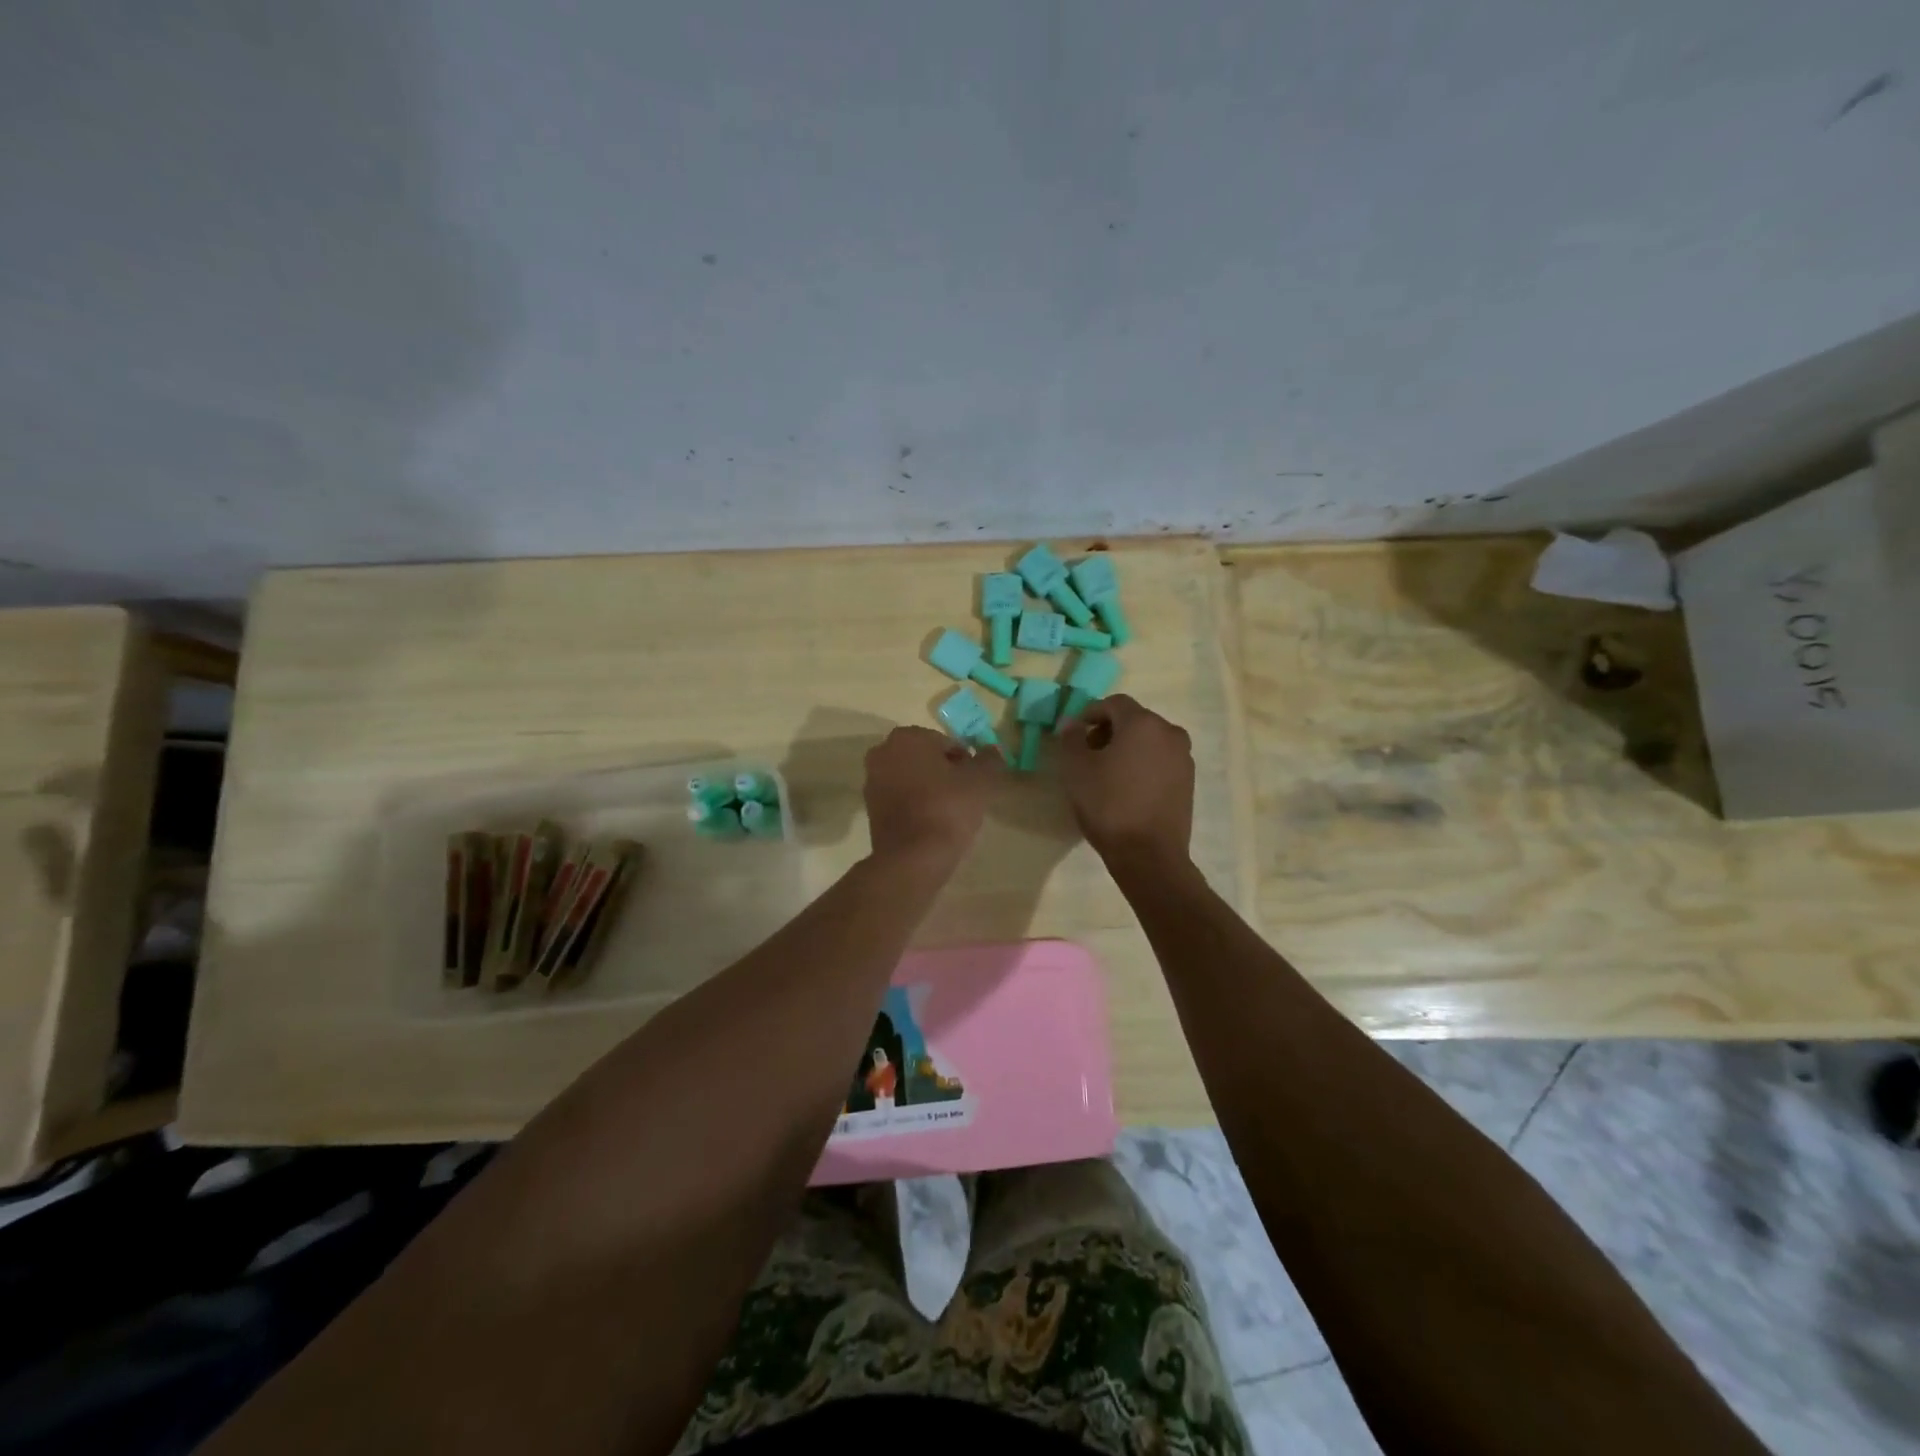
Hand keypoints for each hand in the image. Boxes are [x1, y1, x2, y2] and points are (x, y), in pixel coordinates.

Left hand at [863, 726, 998, 868]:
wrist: (913, 858)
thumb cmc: (947, 809)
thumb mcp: (981, 780)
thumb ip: (989, 759)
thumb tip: (991, 750)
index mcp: (907, 737)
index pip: (947, 743)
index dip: (966, 762)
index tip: (975, 783)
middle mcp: (883, 752)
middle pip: (926, 758)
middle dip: (945, 772)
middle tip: (965, 796)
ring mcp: (872, 781)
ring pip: (912, 778)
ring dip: (930, 788)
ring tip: (950, 812)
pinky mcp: (870, 808)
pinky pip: (901, 798)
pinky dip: (916, 804)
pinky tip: (932, 823)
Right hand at [1057, 695, 1193, 868]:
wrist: (1148, 854)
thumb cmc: (1108, 805)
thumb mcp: (1077, 769)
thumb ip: (1071, 738)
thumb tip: (1071, 722)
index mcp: (1143, 723)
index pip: (1114, 703)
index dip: (1090, 712)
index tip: (1074, 733)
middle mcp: (1169, 733)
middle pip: (1134, 720)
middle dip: (1108, 730)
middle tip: (1087, 752)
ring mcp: (1183, 758)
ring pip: (1149, 741)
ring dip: (1127, 748)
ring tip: (1106, 773)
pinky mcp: (1188, 782)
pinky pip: (1160, 761)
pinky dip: (1142, 765)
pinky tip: (1126, 788)